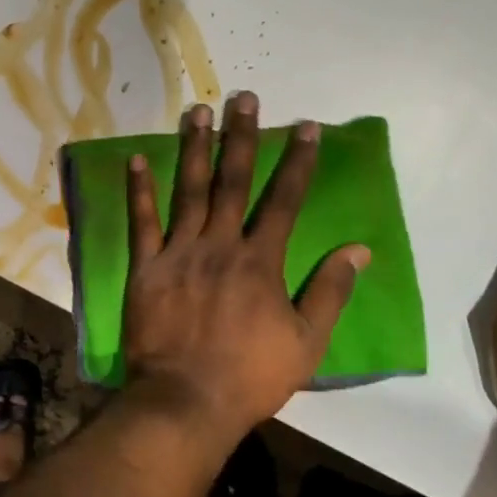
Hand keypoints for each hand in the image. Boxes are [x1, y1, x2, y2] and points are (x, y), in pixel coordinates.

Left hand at [122, 92, 370, 443]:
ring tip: (197, 111)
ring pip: (188, 190)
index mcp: (260, 260)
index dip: (297, 161)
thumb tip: (359, 249)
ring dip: (194, 148)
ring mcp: (178, 252)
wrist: (186, 399)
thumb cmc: (251, 375)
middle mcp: (219, 244)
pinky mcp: (146, 266)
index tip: (305, 126)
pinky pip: (141, 221)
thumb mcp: (307, 341)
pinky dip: (139, 190)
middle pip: (233, 181)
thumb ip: (331, 291)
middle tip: (244, 98)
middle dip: (241, 137)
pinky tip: (137, 158)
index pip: (284, 199)